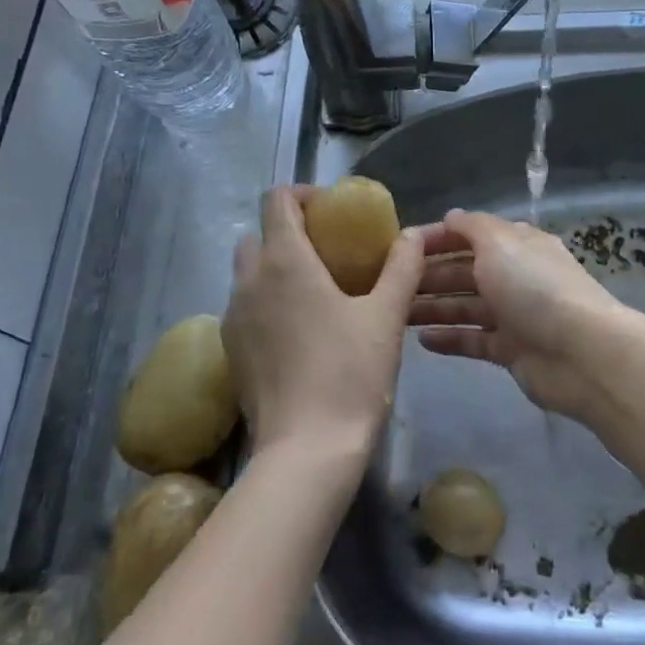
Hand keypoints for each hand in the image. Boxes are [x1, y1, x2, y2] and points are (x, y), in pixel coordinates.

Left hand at [223, 187, 423, 479]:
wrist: (306, 449)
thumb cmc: (350, 374)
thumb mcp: (386, 316)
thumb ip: (401, 267)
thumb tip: (414, 234)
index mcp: (284, 261)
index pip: (277, 200)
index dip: (303, 195)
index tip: (333, 212)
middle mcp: (248, 281)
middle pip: (258, 234)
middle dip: (289, 233)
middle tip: (329, 252)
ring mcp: (232, 317)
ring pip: (248, 273)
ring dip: (276, 268)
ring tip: (316, 293)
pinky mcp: (230, 350)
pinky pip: (245, 307)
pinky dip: (267, 302)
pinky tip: (299, 332)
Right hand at [410, 209, 626, 419]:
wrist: (580, 352)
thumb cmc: (534, 287)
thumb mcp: (500, 243)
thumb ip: (472, 227)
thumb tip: (450, 216)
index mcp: (515, 245)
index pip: (468, 235)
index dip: (435, 239)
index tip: (398, 247)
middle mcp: (514, 276)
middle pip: (463, 272)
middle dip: (428, 276)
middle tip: (388, 284)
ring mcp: (513, 315)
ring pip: (464, 307)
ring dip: (432, 307)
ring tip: (396, 313)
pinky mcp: (510, 350)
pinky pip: (473, 340)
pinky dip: (449, 339)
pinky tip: (420, 340)